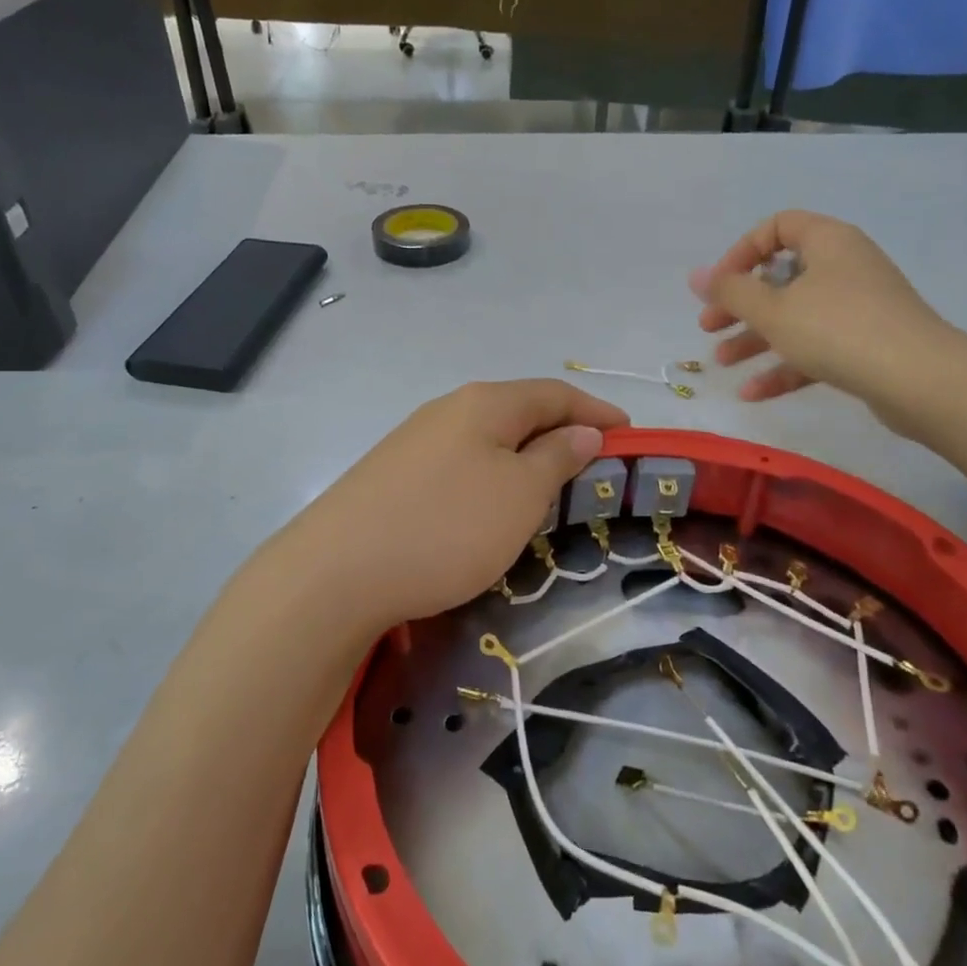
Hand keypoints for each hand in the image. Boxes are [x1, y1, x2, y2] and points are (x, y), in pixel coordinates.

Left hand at [267, 380, 628, 636]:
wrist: (336, 572)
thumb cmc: (447, 527)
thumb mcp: (519, 494)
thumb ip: (556, 458)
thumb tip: (582, 431)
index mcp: (484, 403)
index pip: (554, 393)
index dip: (595, 411)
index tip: (629, 434)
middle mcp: (447, 410)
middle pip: (518, 412)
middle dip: (560, 434)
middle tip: (592, 466)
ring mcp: (414, 442)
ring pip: (486, 440)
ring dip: (523, 458)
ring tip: (547, 490)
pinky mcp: (392, 476)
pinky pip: (458, 465)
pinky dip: (489, 478)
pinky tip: (487, 509)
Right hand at [688, 211, 951, 407]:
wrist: (920, 380)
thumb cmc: (838, 329)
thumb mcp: (773, 310)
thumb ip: (730, 292)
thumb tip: (697, 276)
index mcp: (828, 242)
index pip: (777, 227)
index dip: (741, 252)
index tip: (719, 286)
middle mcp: (844, 267)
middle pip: (781, 277)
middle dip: (740, 305)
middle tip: (709, 327)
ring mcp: (858, 307)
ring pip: (795, 317)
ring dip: (755, 339)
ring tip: (722, 363)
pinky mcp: (865, 345)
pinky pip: (815, 347)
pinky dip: (784, 366)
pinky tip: (753, 393)